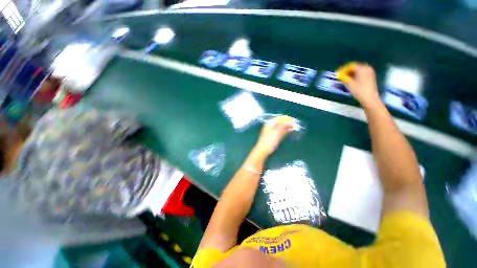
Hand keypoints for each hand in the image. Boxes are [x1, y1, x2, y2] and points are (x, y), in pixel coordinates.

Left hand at [254, 120, 292, 156]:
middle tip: (296, 124)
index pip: (279, 119)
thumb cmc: (269, 140)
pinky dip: (285, 131)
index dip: (286, 119)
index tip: (293, 120)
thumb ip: (284, 126)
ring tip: (295, 128)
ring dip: (287, 127)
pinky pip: (280, 132)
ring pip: (281, 128)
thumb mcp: (277, 132)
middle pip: (280, 123)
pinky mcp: (274, 137)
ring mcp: (272, 132)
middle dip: (287, 123)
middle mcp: (271, 127)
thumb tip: (291, 121)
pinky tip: (290, 131)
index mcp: (269, 124)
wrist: (263, 150)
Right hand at [337, 63, 381, 108]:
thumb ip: (343, 77)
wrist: (369, 98)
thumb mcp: (350, 84)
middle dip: (346, 71)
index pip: (350, 66)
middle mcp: (367, 68)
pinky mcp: (370, 76)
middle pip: (354, 67)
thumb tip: (337, 74)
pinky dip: (355, 75)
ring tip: (343, 78)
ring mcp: (369, 72)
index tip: (336, 73)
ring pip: (358, 70)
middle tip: (340, 75)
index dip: (342, 69)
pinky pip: (361, 73)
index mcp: (362, 69)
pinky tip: (350, 79)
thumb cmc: (359, 91)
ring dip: (350, 73)